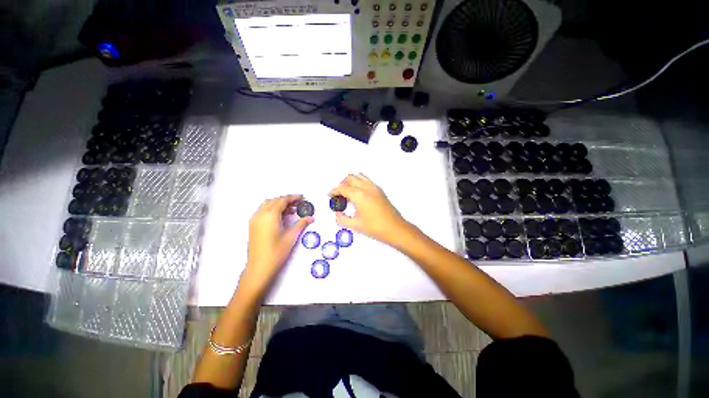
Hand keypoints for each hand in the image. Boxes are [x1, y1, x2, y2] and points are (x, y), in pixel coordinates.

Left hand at [244, 194, 312, 290]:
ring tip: (291, 210)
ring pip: (267, 205)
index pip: (282, 201)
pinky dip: (272, 209)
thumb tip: (311, 218)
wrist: (259, 268)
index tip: (302, 197)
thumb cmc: (276, 252)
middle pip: (274, 201)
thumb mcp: (291, 237)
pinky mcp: (252, 225)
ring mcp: (254, 220)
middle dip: (286, 200)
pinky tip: (280, 216)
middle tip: (298, 203)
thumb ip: (301, 224)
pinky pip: (262, 211)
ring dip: (278, 204)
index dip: (293, 197)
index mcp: (270, 216)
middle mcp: (260, 214)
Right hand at [329, 174, 408, 244]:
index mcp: (359, 195)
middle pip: (350, 178)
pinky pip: (366, 180)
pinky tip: (359, 195)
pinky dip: (359, 183)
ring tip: (348, 193)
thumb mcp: (355, 225)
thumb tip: (337, 213)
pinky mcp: (379, 190)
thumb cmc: (374, 227)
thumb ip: (341, 219)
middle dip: (341, 184)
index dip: (334, 191)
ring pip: (359, 176)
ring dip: (351, 182)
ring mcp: (374, 187)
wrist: (395, 228)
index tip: (330, 196)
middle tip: (338, 195)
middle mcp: (366, 187)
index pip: (342, 187)